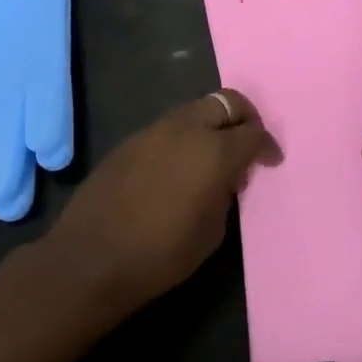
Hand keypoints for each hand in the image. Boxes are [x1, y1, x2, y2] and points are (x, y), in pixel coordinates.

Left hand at [47, 89, 280, 316]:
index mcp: (214, 151)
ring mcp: (154, 131)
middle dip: (244, 118)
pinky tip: (180, 166)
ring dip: (213, 124)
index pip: (253, 133)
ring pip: (195, 110)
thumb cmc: (161, 254)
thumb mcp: (212, 231)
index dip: (267, 146)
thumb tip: (225, 178)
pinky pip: (169, 127)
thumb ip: (225, 194)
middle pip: (226, 102)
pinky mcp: (130, 141)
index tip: (271, 161)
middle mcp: (186, 129)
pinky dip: (185, 137)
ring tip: (214, 156)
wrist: (90, 259)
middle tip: (248, 143)